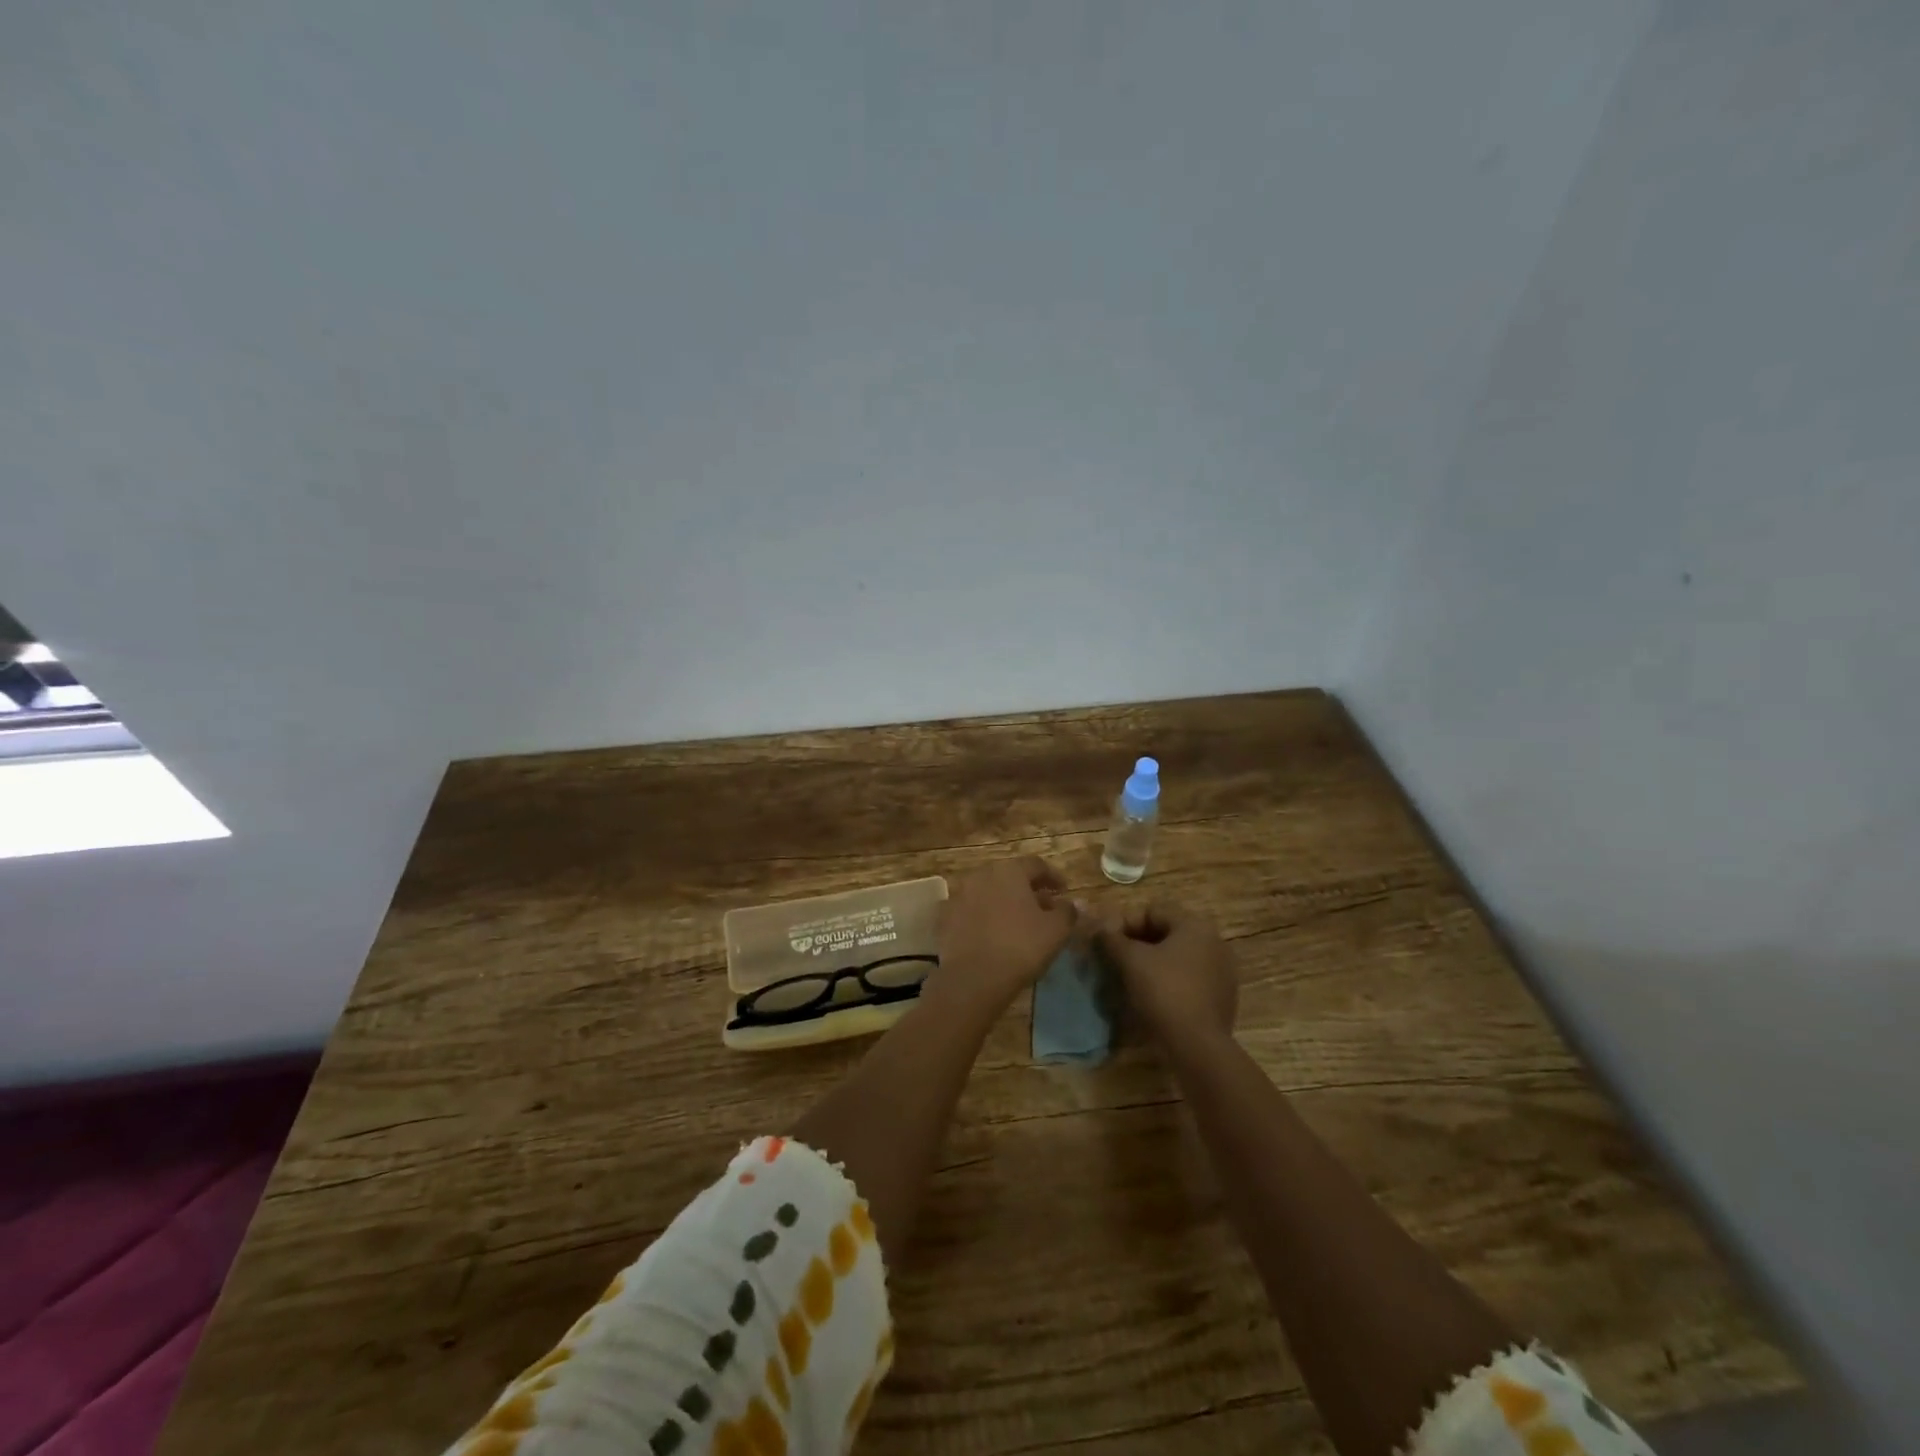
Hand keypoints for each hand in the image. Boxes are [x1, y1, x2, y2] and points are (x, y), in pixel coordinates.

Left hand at [933, 856, 1076, 1016]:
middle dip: (1027, 889)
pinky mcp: (944, 917)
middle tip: (1042, 906)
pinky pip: (969, 911)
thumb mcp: (1056, 930)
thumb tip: (1072, 903)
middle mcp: (982, 874)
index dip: (1053, 877)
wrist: (974, 978)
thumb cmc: (1021, 947)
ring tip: (1016, 921)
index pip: (1036, 865)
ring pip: (987, 892)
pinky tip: (990, 932)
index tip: (1064, 892)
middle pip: (1009, 876)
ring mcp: (959, 894)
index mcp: (1010, 870)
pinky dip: (981, 916)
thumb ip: (1067, 912)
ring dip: (1003, 901)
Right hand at [1096, 902, 1237, 1050]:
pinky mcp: (1222, 997)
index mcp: (1196, 926)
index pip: (1153, 911)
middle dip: (1138, 942)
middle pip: (1167, 933)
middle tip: (1115, 959)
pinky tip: (1152, 997)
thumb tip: (1100, 929)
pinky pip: (1189, 978)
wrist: (1197, 1046)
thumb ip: (1112, 939)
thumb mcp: (1130, 960)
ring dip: (1152, 962)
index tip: (1106, 942)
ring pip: (1178, 957)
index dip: (1124, 923)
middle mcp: (1214, 942)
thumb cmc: (1163, 992)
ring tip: (1130, 978)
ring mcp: (1222, 971)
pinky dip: (1169, 981)